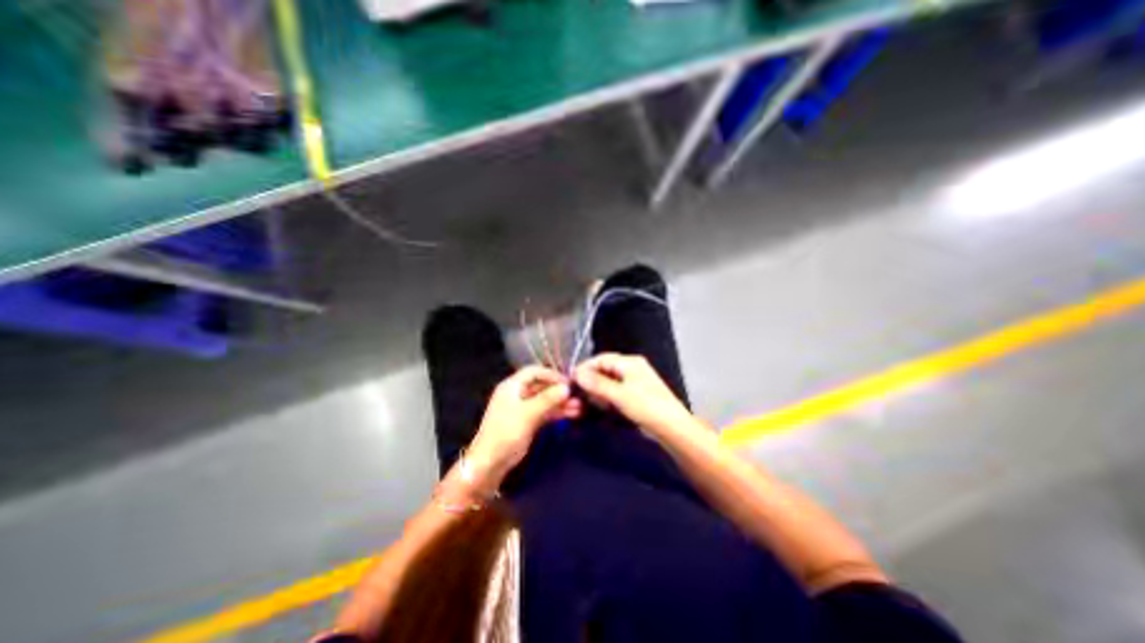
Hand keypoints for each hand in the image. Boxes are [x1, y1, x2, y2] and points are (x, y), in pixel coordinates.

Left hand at [467, 368, 581, 476]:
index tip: (568, 382)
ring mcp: (523, 408)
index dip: (551, 375)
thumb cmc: (506, 432)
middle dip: (559, 390)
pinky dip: (557, 412)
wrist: (491, 463)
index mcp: (512, 386)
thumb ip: (548, 399)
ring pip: (545, 400)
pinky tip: (572, 414)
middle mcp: (517, 393)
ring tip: (579, 407)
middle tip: (577, 395)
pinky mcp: (528, 421)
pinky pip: (545, 412)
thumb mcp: (528, 414)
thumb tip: (566, 388)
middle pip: (541, 386)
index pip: (534, 372)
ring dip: (561, 402)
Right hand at [578, 354, 693, 438]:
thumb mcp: (619, 395)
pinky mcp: (637, 395)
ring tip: (591, 402)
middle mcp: (632, 368)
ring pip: (610, 382)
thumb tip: (577, 374)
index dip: (585, 368)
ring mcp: (635, 381)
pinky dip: (608, 398)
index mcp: (630, 362)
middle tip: (580, 394)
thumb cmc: (646, 407)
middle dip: (592, 381)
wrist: (672, 427)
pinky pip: (617, 391)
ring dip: (599, 391)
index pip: (601, 359)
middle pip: (605, 370)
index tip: (571, 380)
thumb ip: (597, 384)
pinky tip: (604, 407)